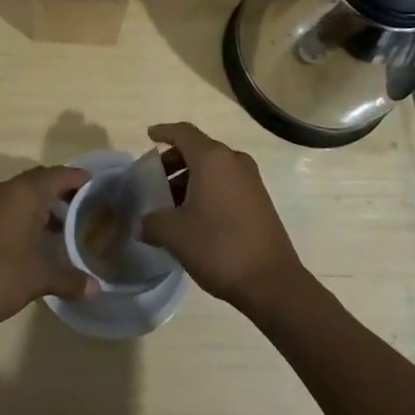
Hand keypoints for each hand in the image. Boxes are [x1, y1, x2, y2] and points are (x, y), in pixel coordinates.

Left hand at [0, 165, 92, 332]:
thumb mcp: (37, 279)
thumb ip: (68, 279)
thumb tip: (95, 288)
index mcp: (25, 194)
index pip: (59, 175)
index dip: (78, 178)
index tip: (96, 186)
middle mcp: (7, 190)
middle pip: (40, 179)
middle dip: (62, 189)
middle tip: (83, 205)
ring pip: (22, 192)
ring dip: (42, 202)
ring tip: (62, 225)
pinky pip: (8, 204)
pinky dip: (25, 213)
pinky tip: (33, 238)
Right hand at [137, 122, 306, 313]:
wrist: (272, 282)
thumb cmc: (219, 246)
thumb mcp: (175, 234)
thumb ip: (152, 222)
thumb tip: (141, 223)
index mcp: (212, 158)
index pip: (183, 133)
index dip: (164, 132)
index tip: (149, 136)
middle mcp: (233, 160)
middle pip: (198, 149)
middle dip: (174, 161)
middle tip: (156, 180)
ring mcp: (251, 180)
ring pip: (213, 168)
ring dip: (190, 179)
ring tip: (172, 203)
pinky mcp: (260, 200)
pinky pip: (227, 182)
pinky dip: (208, 189)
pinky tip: (195, 216)